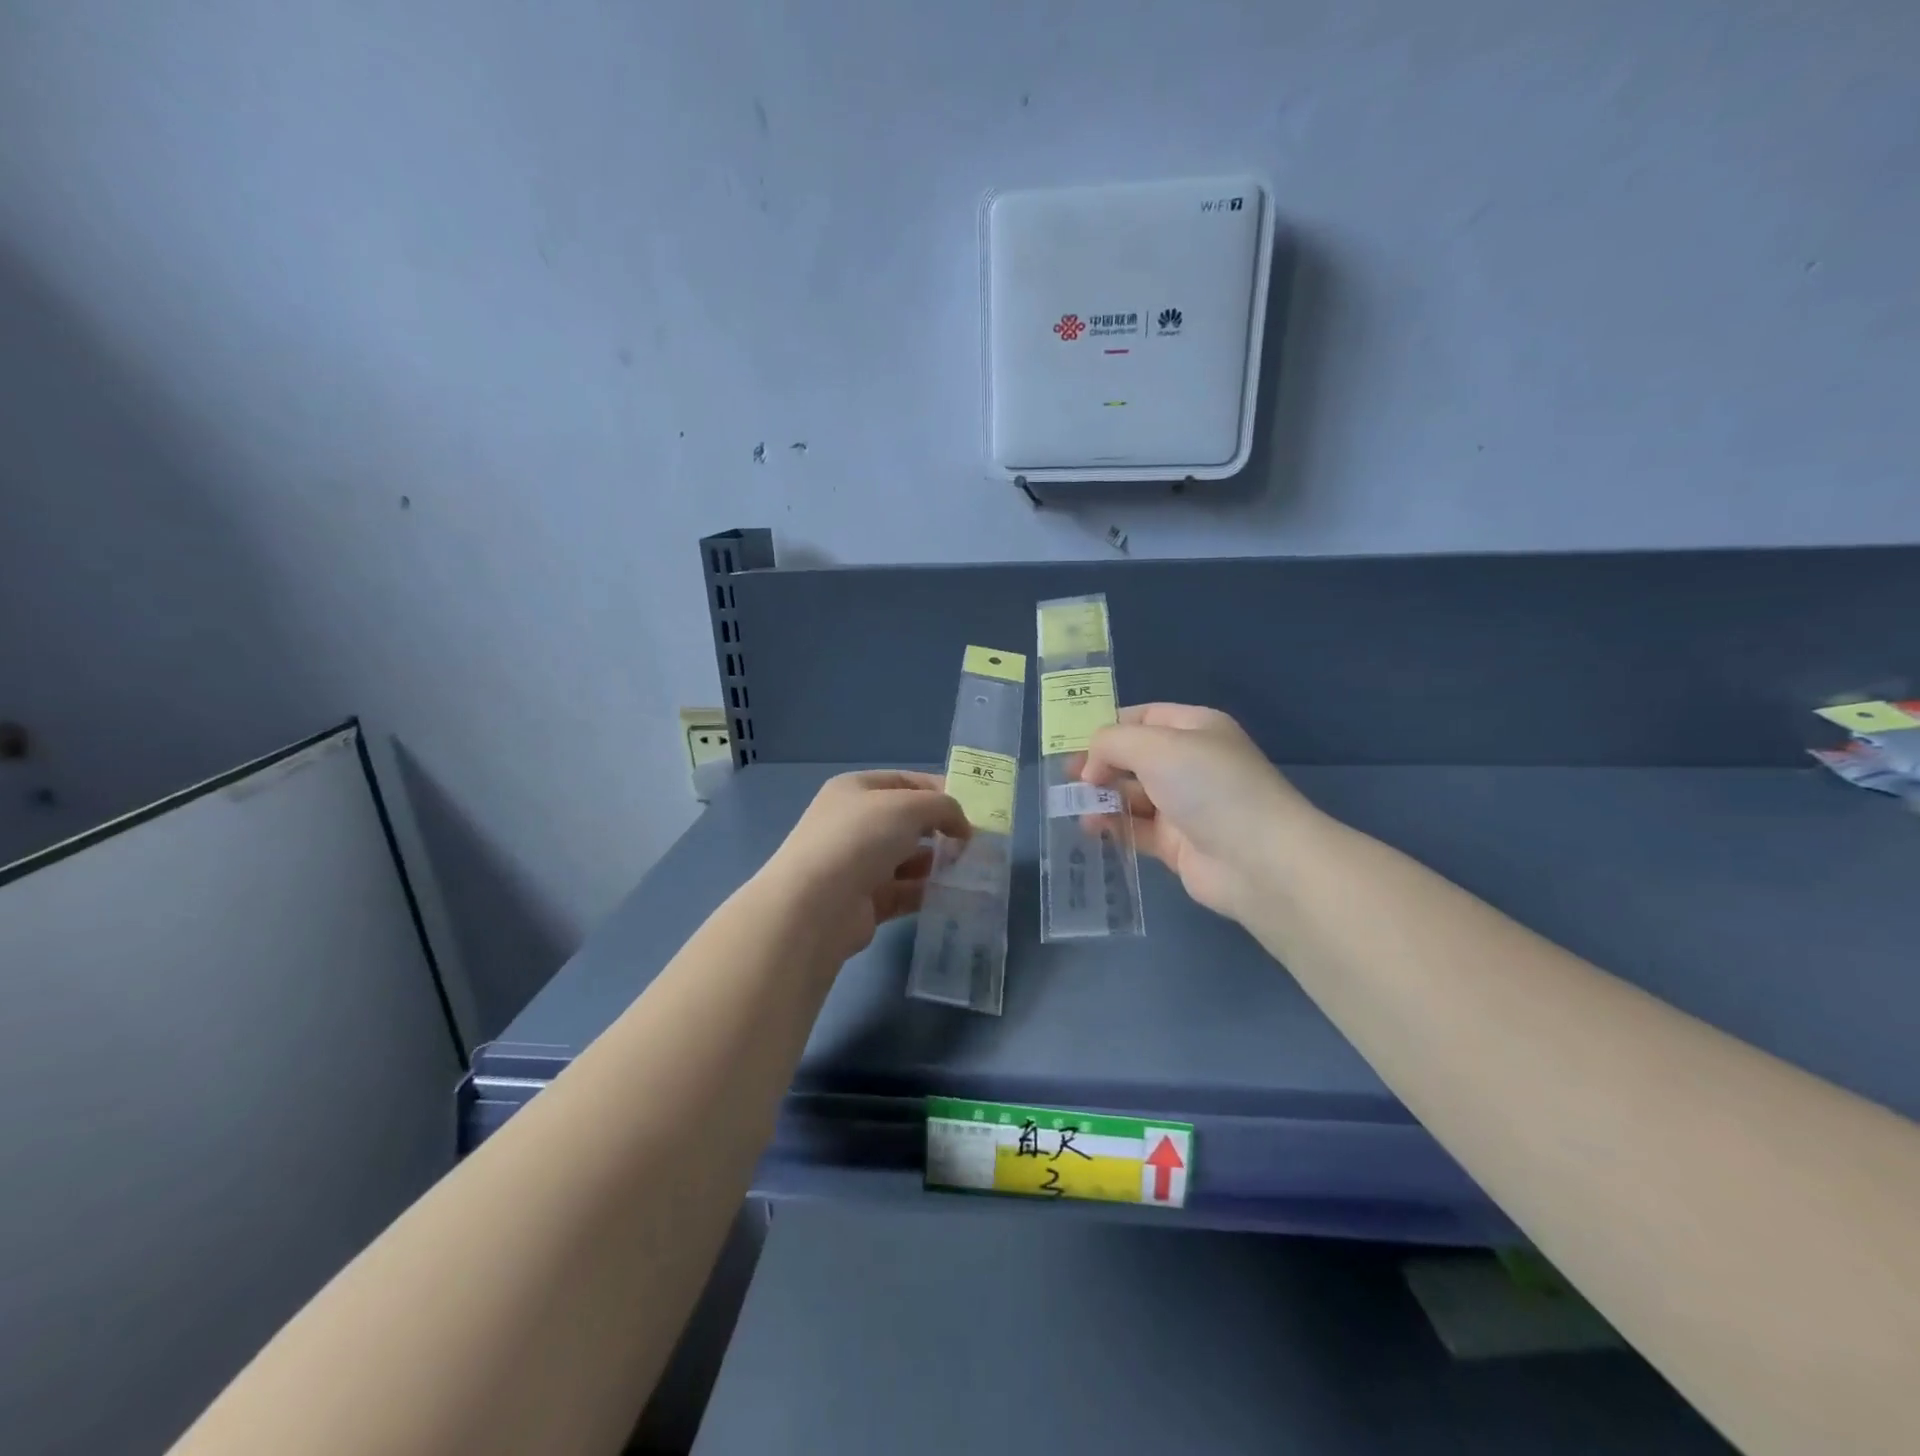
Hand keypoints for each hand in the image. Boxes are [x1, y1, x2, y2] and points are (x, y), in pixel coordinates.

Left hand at [758, 771, 970, 963]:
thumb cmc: (860, 839)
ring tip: (971, 869)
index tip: (973, 807)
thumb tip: (962, 826)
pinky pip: (905, 892)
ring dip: (938, 863)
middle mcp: (854, 824)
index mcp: (856, 790)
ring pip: (908, 859)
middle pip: (908, 822)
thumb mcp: (908, 807)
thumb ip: (943, 807)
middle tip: (976, 842)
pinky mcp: (865, 902)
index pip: (905, 782)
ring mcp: (858, 864)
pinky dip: (928, 892)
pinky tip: (954, 894)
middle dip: (942, 829)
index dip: (939, 790)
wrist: (816, 905)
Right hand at [1080, 704, 1316, 919]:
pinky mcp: (1176, 843)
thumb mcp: (1155, 746)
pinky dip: (1112, 826)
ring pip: (1131, 794)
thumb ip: (1112, 743)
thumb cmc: (1208, 786)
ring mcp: (1183, 804)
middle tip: (1067, 779)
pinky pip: (1136, 828)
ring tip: (1075, 806)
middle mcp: (1189, 762)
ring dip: (1102, 797)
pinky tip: (1092, 828)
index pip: (1143, 717)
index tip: (1072, 743)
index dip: (1108, 727)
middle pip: (1133, 756)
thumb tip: (1091, 765)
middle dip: (1099, 764)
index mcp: (1194, 728)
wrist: (1258, 860)